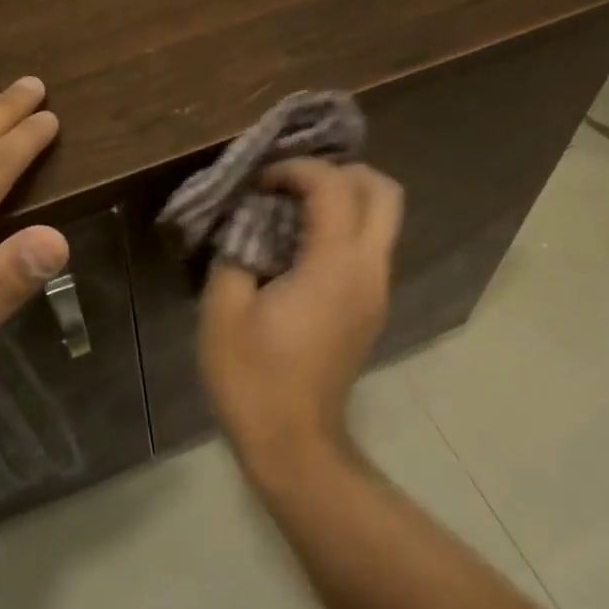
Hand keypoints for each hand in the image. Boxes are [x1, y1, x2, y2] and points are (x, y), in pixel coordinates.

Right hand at [198, 159, 402, 460]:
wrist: (292, 440)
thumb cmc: (252, 376)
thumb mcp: (223, 309)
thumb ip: (235, 251)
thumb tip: (246, 225)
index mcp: (334, 265)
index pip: (334, 186)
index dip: (296, 169)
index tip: (260, 181)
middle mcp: (370, 270)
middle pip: (384, 193)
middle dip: (341, 171)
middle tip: (293, 183)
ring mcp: (377, 291)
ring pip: (383, 220)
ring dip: (344, 200)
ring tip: (292, 210)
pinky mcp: (372, 309)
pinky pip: (369, 248)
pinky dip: (344, 229)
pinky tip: (299, 247)